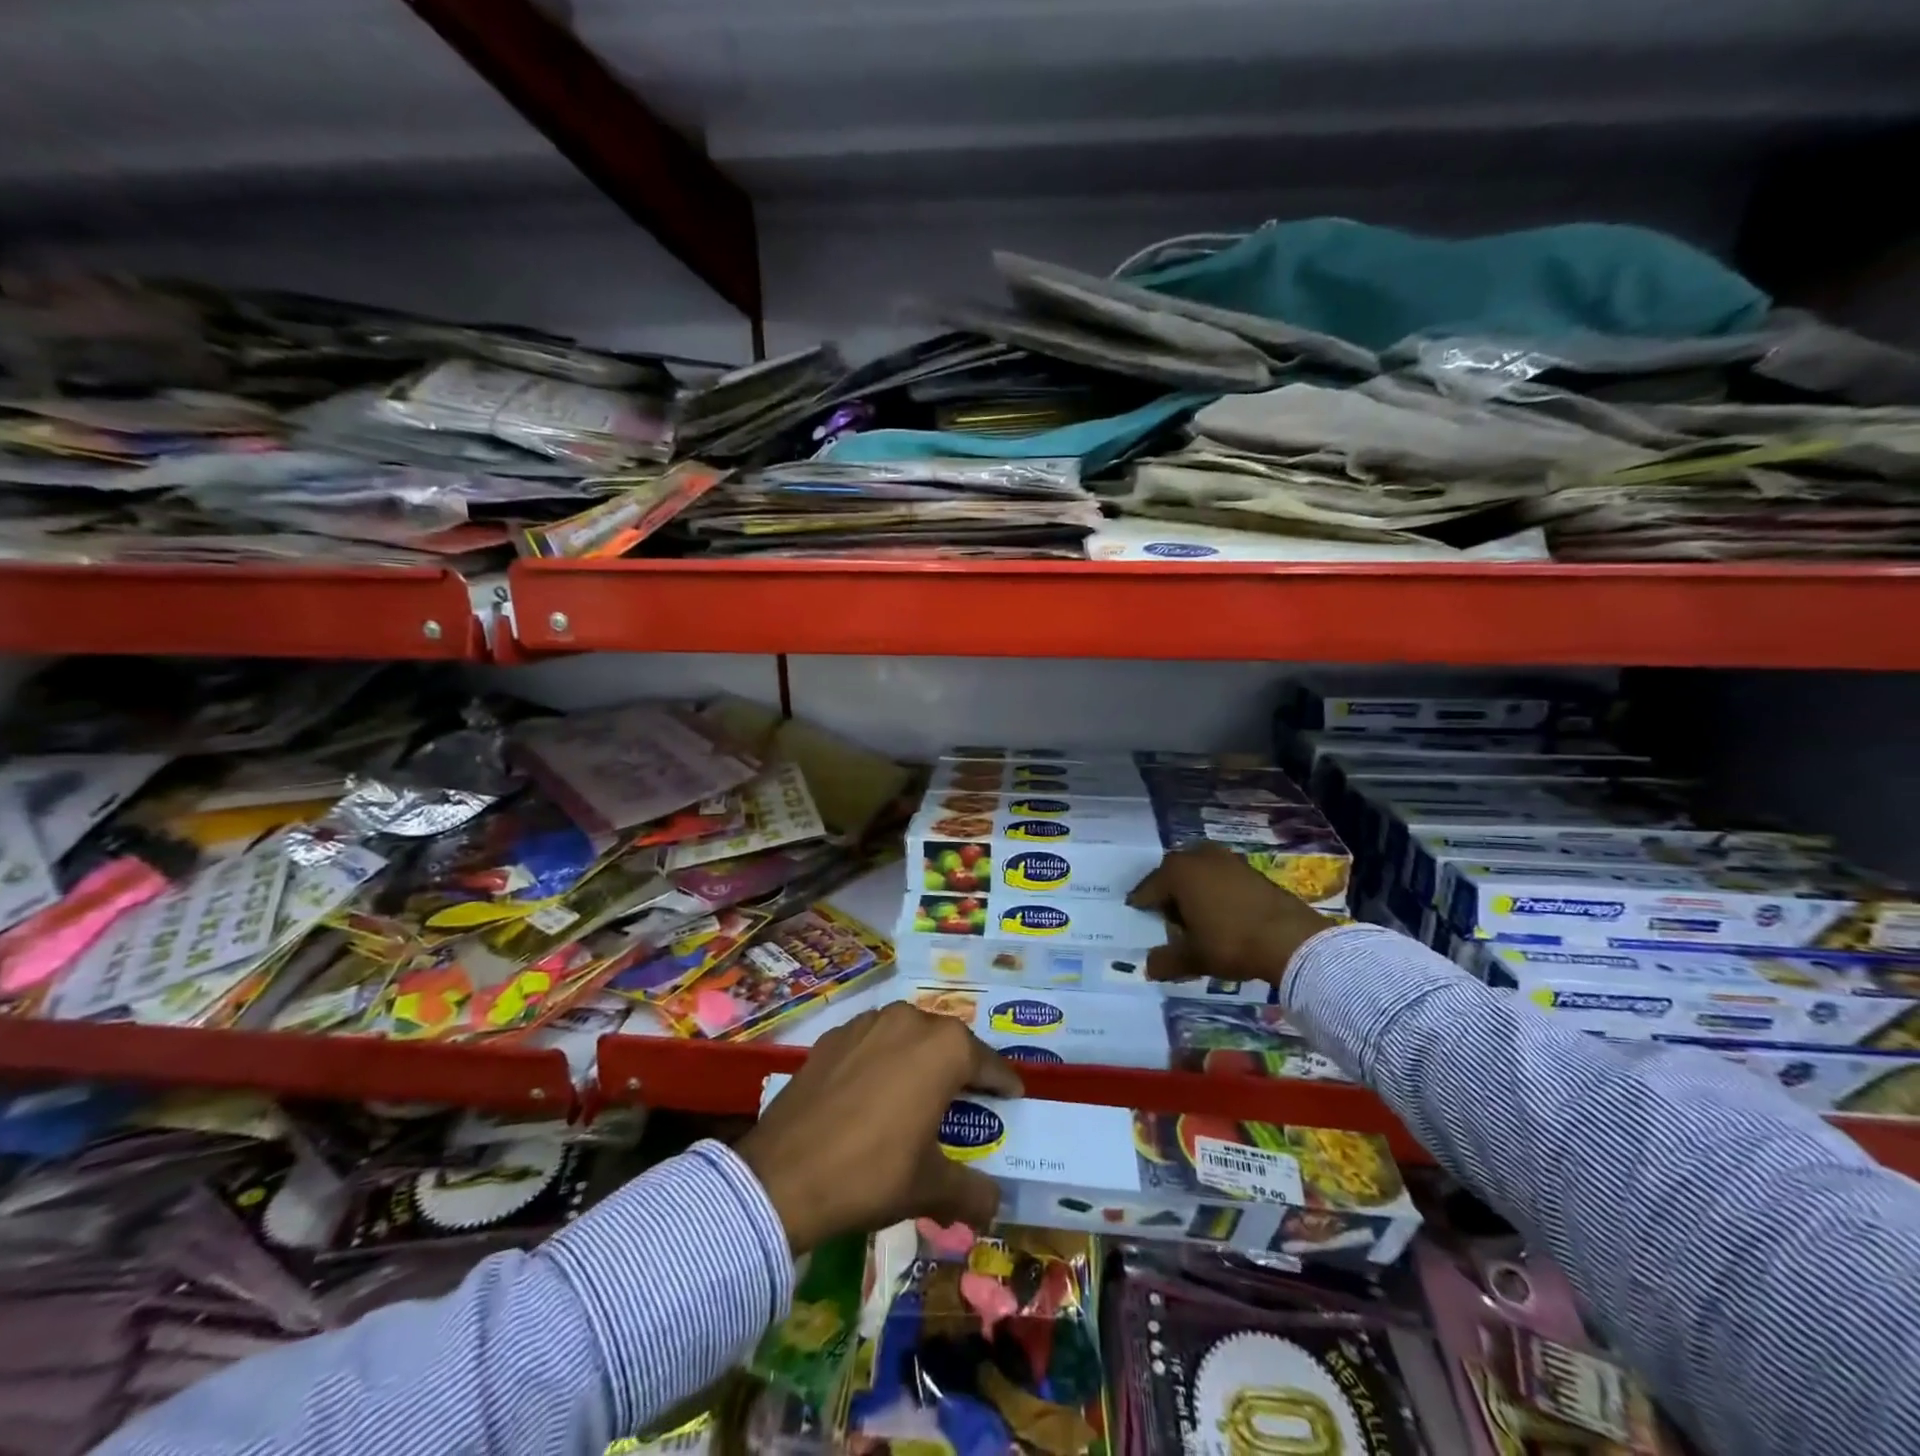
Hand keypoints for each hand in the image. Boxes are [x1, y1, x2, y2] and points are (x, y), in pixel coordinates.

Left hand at [735, 1003, 1023, 1255]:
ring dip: (920, 1060)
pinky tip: (874, 1092)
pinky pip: (873, 1043)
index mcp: (944, 1048)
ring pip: (908, 1037)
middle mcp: (909, 1020)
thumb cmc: (872, 1173)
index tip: (1012, 1097)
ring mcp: (867, 1023)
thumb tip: (995, 1205)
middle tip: (966, 1100)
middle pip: (948, 1043)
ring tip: (919, 1094)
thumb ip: (973, 1192)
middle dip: (961, 1069)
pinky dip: (883, 1061)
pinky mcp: (833, 1036)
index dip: (1003, 1084)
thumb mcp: (930, 1188)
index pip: (989, 1063)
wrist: (784, 1176)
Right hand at [1127, 842, 1332, 986]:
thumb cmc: (1231, 942)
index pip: (1148, 888)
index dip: (1141, 905)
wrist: (1291, 939)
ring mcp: (1227, 859)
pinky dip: (1215, 891)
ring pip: (1199, 873)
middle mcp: (1199, 857)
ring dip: (1193, 890)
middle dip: (1168, 894)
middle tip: (1167, 919)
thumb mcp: (1193, 957)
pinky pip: (1221, 877)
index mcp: (1178, 872)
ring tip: (1196, 917)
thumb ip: (1166, 961)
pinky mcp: (1250, 869)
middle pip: (1173, 875)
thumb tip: (1148, 968)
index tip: (1138, 917)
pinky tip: (1221, 914)